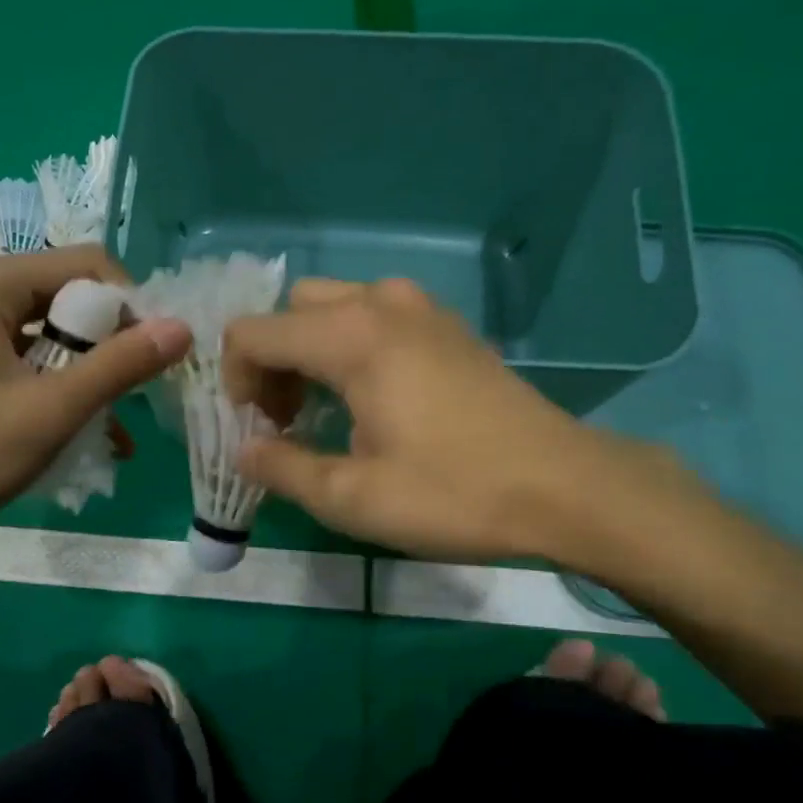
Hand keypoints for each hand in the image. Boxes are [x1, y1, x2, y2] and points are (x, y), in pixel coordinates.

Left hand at [0, 247, 191, 541]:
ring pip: (60, 330)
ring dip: (94, 372)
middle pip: (75, 295)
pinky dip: (66, 386)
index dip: (131, 307)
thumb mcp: (50, 410)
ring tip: (117, 422)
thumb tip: (183, 328)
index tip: (152, 360)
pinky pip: (37, 356)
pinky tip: (93, 432)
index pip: (90, 266)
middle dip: (113, 344)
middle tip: (135, 394)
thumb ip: (118, 367)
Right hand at [224, 278, 659, 563]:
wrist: (567, 488)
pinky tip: (370, 398)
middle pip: (289, 312)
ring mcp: (420, 307)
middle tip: (285, 420)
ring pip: (331, 307)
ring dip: (308, 351)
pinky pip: (373, 315)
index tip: (256, 430)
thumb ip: (282, 469)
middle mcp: (379, 304)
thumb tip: (244, 451)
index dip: (235, 380)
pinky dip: (347, 345)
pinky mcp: (446, 325)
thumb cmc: (454, 493)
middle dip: (271, 362)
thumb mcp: (353, 498)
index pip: (253, 333)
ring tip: (322, 410)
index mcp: (349, 336)